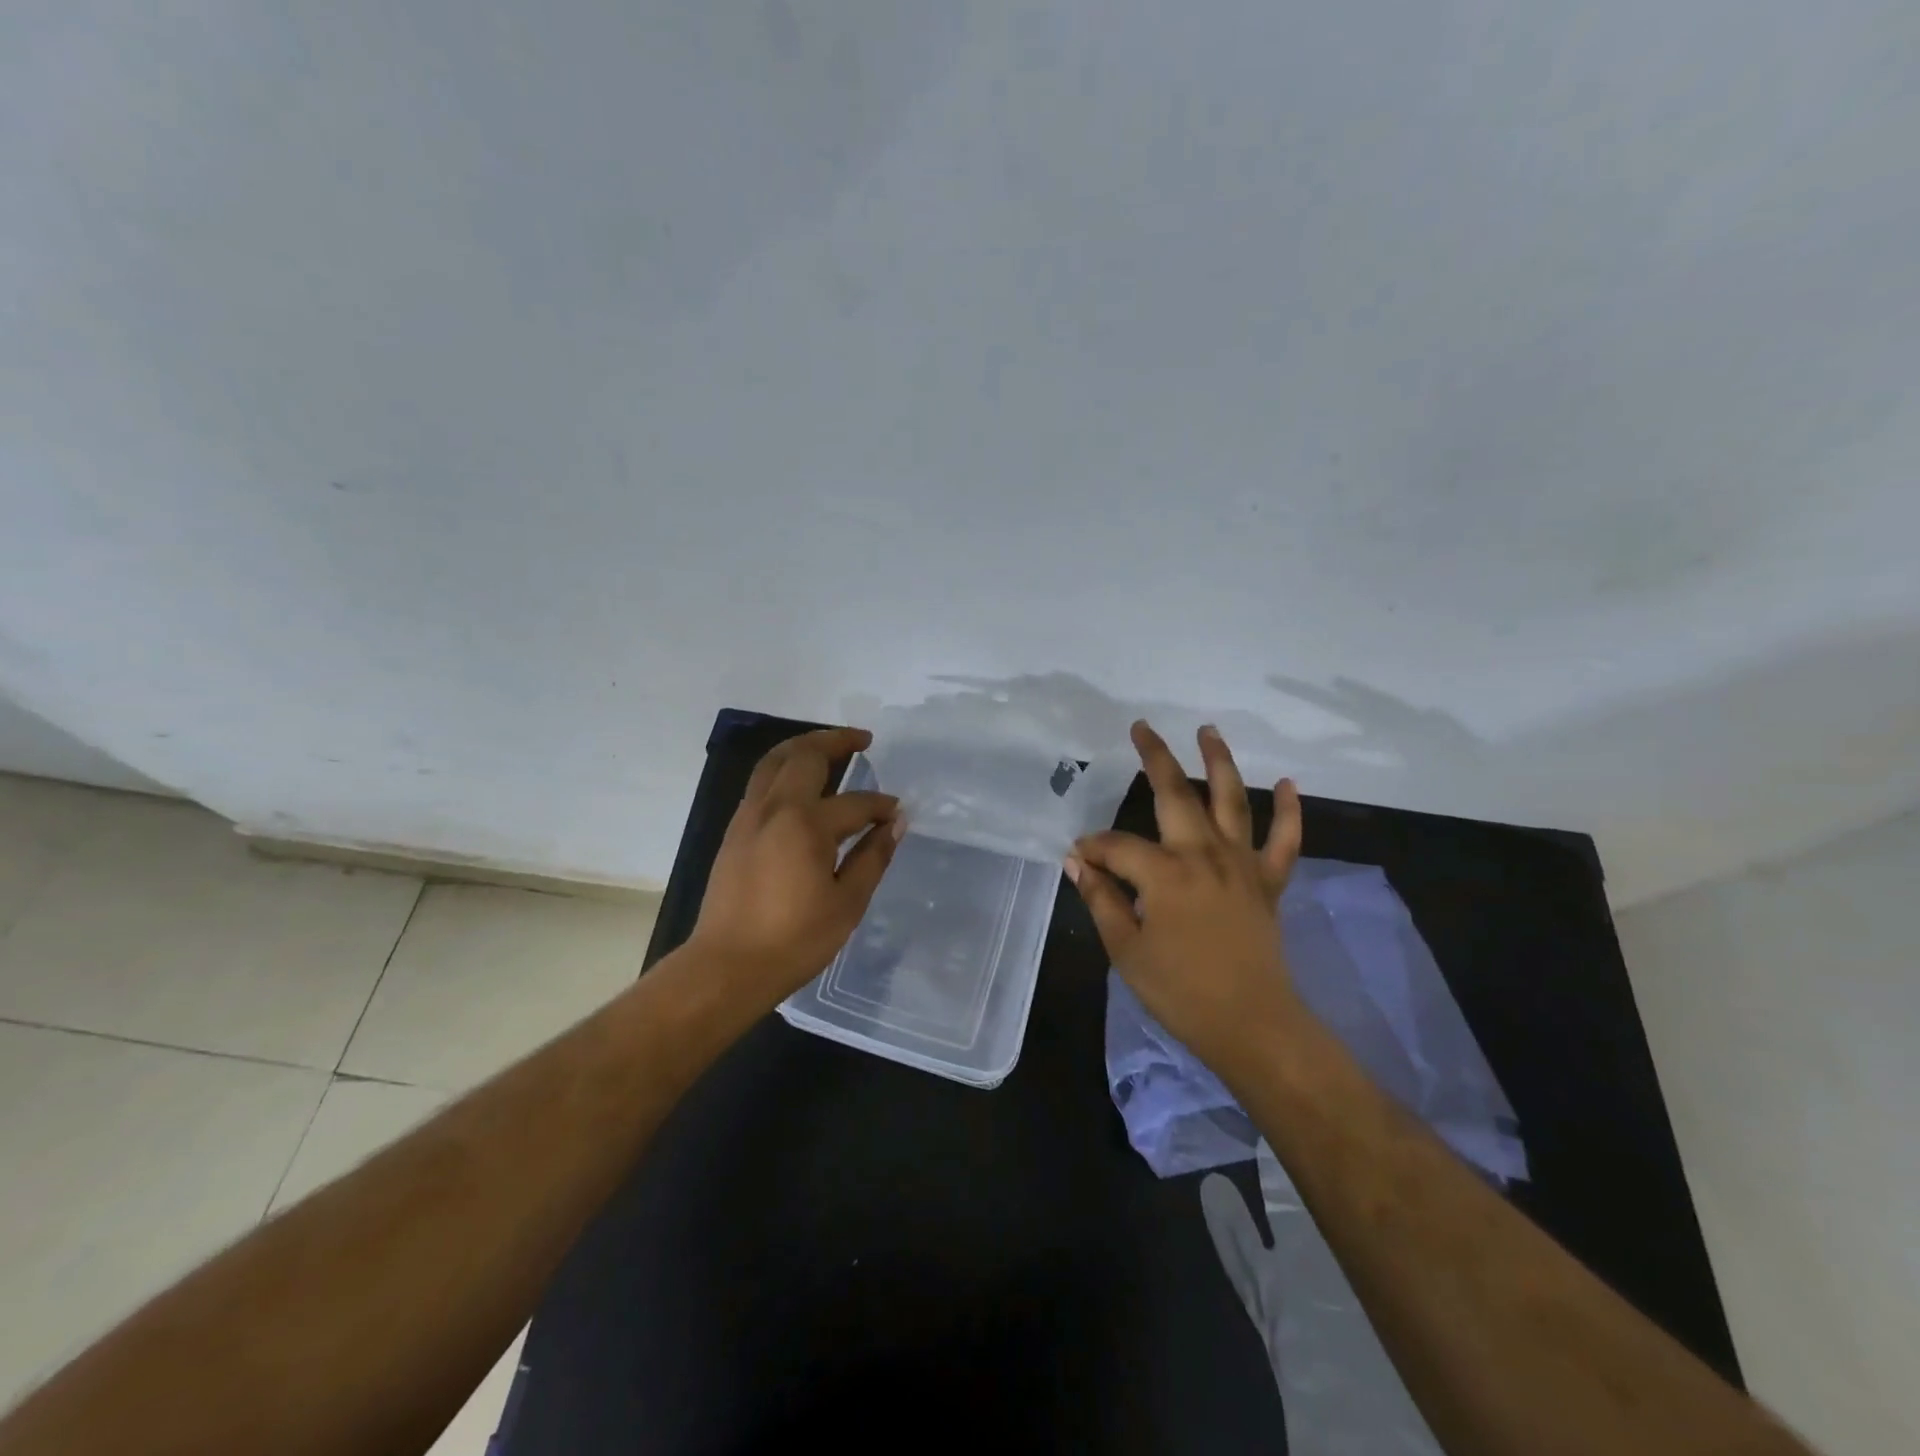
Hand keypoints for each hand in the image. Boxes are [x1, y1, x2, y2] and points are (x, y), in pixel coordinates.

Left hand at [689, 727, 903, 1009]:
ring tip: (830, 747)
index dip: (880, 805)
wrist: (727, 967)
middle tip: (862, 740)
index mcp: (805, 824)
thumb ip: (872, 857)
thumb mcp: (847, 903)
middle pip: (804, 755)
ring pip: (774, 761)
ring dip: (804, 746)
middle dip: (836, 741)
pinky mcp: (734, 831)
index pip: (854, 802)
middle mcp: (774, 808)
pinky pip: (761, 782)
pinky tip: (801, 784)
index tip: (897, 813)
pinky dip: (784, 769)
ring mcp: (748, 816)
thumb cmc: (794, 940)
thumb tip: (895, 825)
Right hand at [1066, 721, 1303, 1073]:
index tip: (1077, 857)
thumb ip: (1101, 899)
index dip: (1092, 848)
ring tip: (1209, 730)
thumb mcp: (1126, 950)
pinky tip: (1288, 783)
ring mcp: (1242, 864)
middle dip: (1155, 757)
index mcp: (1164, 873)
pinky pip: (1285, 840)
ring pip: (1232, 800)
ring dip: (1220, 762)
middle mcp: (1204, 854)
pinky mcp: (1269, 881)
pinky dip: (1289, 810)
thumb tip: (1076, 862)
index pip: (1117, 845)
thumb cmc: (1181, 992)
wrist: (1253, 1025)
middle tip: (1141, 727)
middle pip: (1176, 794)